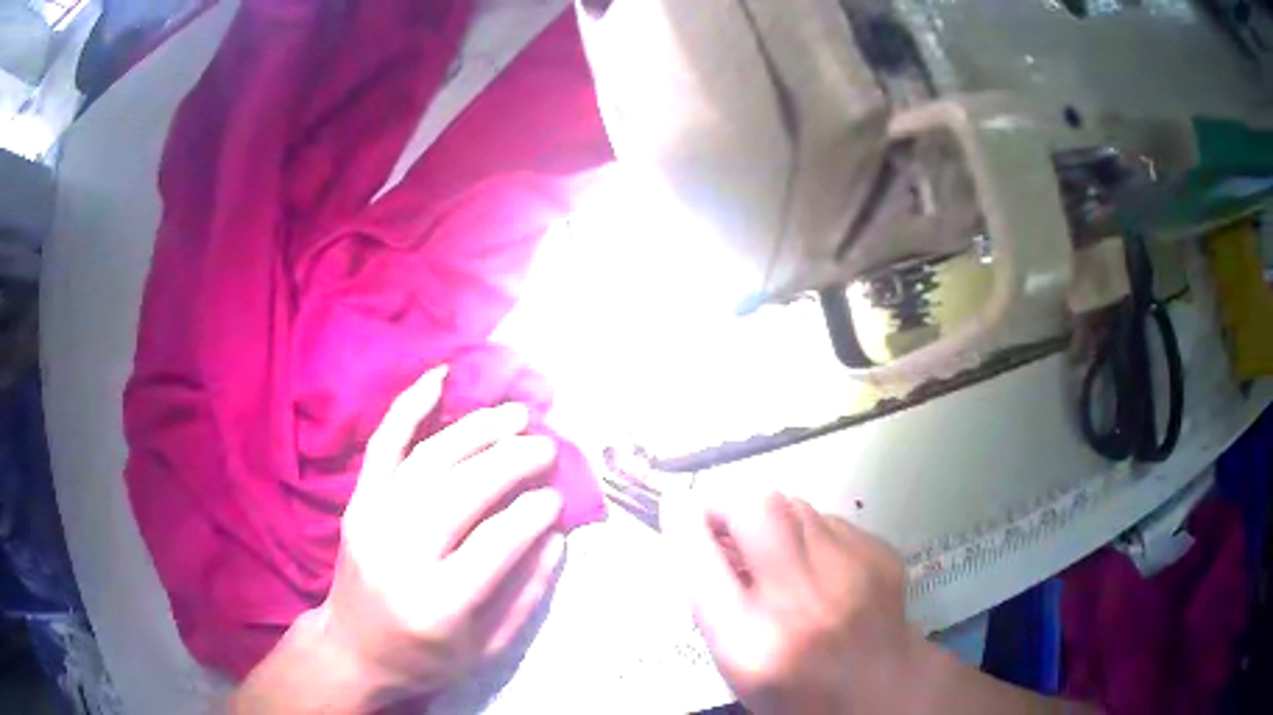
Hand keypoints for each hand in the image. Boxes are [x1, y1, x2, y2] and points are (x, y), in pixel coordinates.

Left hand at [316, 366, 566, 705]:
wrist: (352, 647)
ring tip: (516, 414)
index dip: (534, 512)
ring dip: (477, 430)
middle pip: (463, 491)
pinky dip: (410, 406)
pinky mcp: (357, 501)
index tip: (557, 498)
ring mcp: (372, 520)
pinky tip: (440, 377)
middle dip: (512, 460)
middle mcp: (400, 554)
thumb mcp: (488, 649)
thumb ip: (528, 596)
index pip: (495, 542)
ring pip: (430, 459)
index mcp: (438, 603)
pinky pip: (383, 445)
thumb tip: (556, 535)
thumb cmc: (425, 656)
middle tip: (546, 445)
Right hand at [665, 491, 923, 714]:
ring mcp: (850, 571)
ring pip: (796, 505)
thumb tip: (694, 533)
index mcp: (752, 641)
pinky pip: (830, 520)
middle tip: (726, 521)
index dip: (684, 524)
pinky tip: (819, 566)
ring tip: (777, 551)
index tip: (675, 505)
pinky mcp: (880, 553)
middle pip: (757, 508)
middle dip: (731, 503)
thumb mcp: (735, 661)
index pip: (702, 561)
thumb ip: (710, 601)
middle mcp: (803, 600)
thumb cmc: (794, 686)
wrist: (879, 690)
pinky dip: (812, 534)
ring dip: (773, 520)